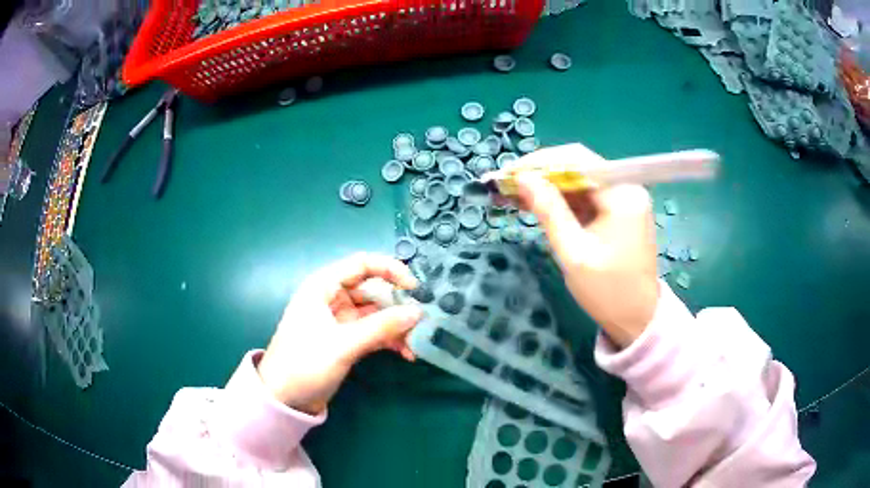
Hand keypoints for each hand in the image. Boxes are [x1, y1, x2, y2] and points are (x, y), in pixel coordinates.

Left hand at [256, 253, 421, 413]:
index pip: (363, 264)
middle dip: (398, 306)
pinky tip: (406, 353)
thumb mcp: (343, 344)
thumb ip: (381, 327)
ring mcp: (340, 320)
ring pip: (376, 314)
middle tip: (422, 322)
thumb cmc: (304, 364)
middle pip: (373, 290)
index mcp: (323, 286)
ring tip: (416, 344)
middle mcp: (332, 298)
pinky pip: (373, 332)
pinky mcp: (345, 340)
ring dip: (396, 326)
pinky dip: (389, 340)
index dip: (391, 270)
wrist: (282, 400)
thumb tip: (418, 312)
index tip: (415, 288)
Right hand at [514, 144, 658, 348]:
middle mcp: (626, 187)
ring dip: (547, 186)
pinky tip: (536, 204)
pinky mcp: (618, 211)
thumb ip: (549, 211)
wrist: (637, 319)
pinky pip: (585, 196)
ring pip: (579, 181)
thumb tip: (522, 178)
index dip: (540, 163)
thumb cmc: (608, 291)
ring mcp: (623, 199)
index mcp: (622, 194)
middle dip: (541, 174)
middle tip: (506, 185)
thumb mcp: (574, 252)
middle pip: (578, 167)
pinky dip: (561, 199)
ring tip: (514, 194)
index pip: (578, 160)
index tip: (509, 173)